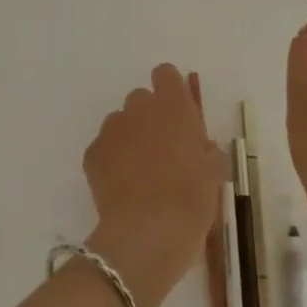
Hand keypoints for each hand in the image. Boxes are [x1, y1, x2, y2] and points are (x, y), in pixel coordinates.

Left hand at [81, 66, 224, 306]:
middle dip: (150, 117)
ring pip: (120, 123)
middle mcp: (140, 108)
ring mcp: (112, 129)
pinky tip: (122, 187)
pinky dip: (111, 161)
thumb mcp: (214, 172)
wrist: (149, 232)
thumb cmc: (192, 199)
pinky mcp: (92, 153)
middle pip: (141, 99)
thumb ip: (206, 150)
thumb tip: (199, 147)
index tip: (178, 115)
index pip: (165, 74)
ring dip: (130, 138)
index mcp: (174, 105)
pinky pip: (104, 148)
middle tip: (162, 150)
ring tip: (140, 173)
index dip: (171, 91)